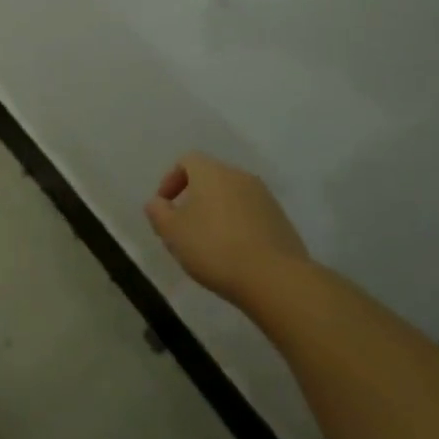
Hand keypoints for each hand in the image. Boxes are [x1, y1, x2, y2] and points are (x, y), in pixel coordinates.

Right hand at [145, 152, 307, 301]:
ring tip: (209, 242)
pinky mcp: (281, 220)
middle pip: (211, 177)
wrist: (274, 278)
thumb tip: (157, 202)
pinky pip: (251, 214)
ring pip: (232, 196)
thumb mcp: (173, 233)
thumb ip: (158, 212)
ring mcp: (264, 197)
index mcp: (211, 172)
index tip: (165, 205)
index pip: (187, 160)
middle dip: (194, 197)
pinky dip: (238, 225)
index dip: (171, 180)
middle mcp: (239, 176)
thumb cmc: (214, 248)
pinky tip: (234, 252)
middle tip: (184, 226)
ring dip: (217, 212)